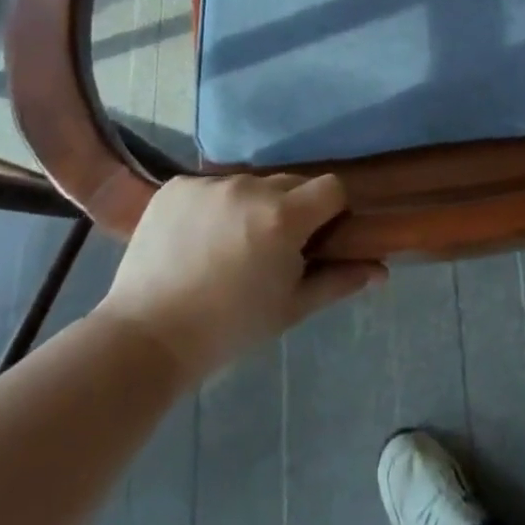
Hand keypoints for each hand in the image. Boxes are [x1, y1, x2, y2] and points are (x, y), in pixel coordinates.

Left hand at [94, 174, 382, 376]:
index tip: (318, 238)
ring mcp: (209, 184)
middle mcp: (249, 188)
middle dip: (291, 209)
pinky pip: (210, 187)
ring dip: (251, 207)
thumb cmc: (228, 330)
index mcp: (284, 217)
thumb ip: (338, 281)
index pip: (331, 187)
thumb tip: (381, 271)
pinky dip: (212, 207)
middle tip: (272, 250)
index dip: (332, 210)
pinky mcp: (175, 186)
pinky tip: (196, 240)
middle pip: (291, 183)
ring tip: (228, 248)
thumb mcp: (290, 309)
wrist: (143, 340)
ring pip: (249, 185)